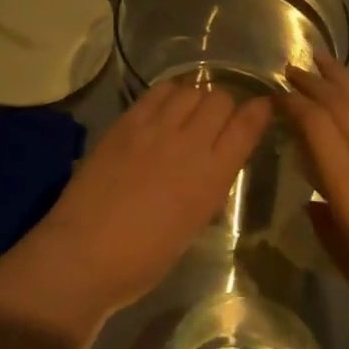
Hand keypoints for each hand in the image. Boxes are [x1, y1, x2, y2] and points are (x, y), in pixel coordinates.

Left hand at [17, 80, 272, 325]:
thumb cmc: (144, 258)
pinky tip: (165, 105)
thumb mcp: (192, 224)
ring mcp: (156, 128)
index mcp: (212, 177)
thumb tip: (210, 164)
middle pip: (220, 99)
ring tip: (189, 111)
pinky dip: (169, 93)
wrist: (86, 252)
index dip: (259, 111)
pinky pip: (158, 91)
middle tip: (217, 119)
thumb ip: (206, 187)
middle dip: (226, 105)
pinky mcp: (128, 121)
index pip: (247, 126)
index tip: (262, 107)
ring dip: (197, 97)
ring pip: (191, 89)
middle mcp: (189, 143)